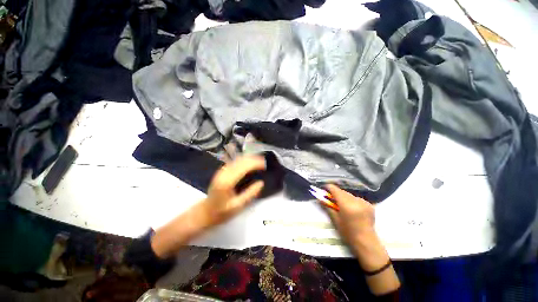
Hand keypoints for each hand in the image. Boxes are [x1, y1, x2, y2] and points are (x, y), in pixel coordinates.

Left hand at [151, 155, 264, 258]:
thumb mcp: (238, 206)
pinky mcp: (222, 171)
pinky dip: (244, 160)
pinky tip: (249, 163)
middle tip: (264, 162)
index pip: (243, 167)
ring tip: (259, 161)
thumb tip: (261, 182)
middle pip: (241, 160)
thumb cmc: (221, 212)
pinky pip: (235, 162)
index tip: (265, 165)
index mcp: (227, 181)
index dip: (255, 163)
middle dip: (253, 159)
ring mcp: (221, 171)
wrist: (205, 212)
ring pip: (237, 159)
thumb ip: (250, 193)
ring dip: (249, 158)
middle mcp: (224, 173)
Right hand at [325, 184, 375, 252]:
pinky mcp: (369, 204)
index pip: (335, 190)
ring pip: (349, 194)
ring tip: (342, 205)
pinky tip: (352, 208)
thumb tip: (319, 198)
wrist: (366, 242)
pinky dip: (352, 201)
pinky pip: (356, 198)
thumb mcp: (335, 219)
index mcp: (346, 204)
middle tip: (331, 199)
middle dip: (336, 194)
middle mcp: (355, 200)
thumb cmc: (348, 232)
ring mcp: (363, 202)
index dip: (328, 188)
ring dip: (344, 197)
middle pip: (342, 191)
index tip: (324, 189)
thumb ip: (328, 206)